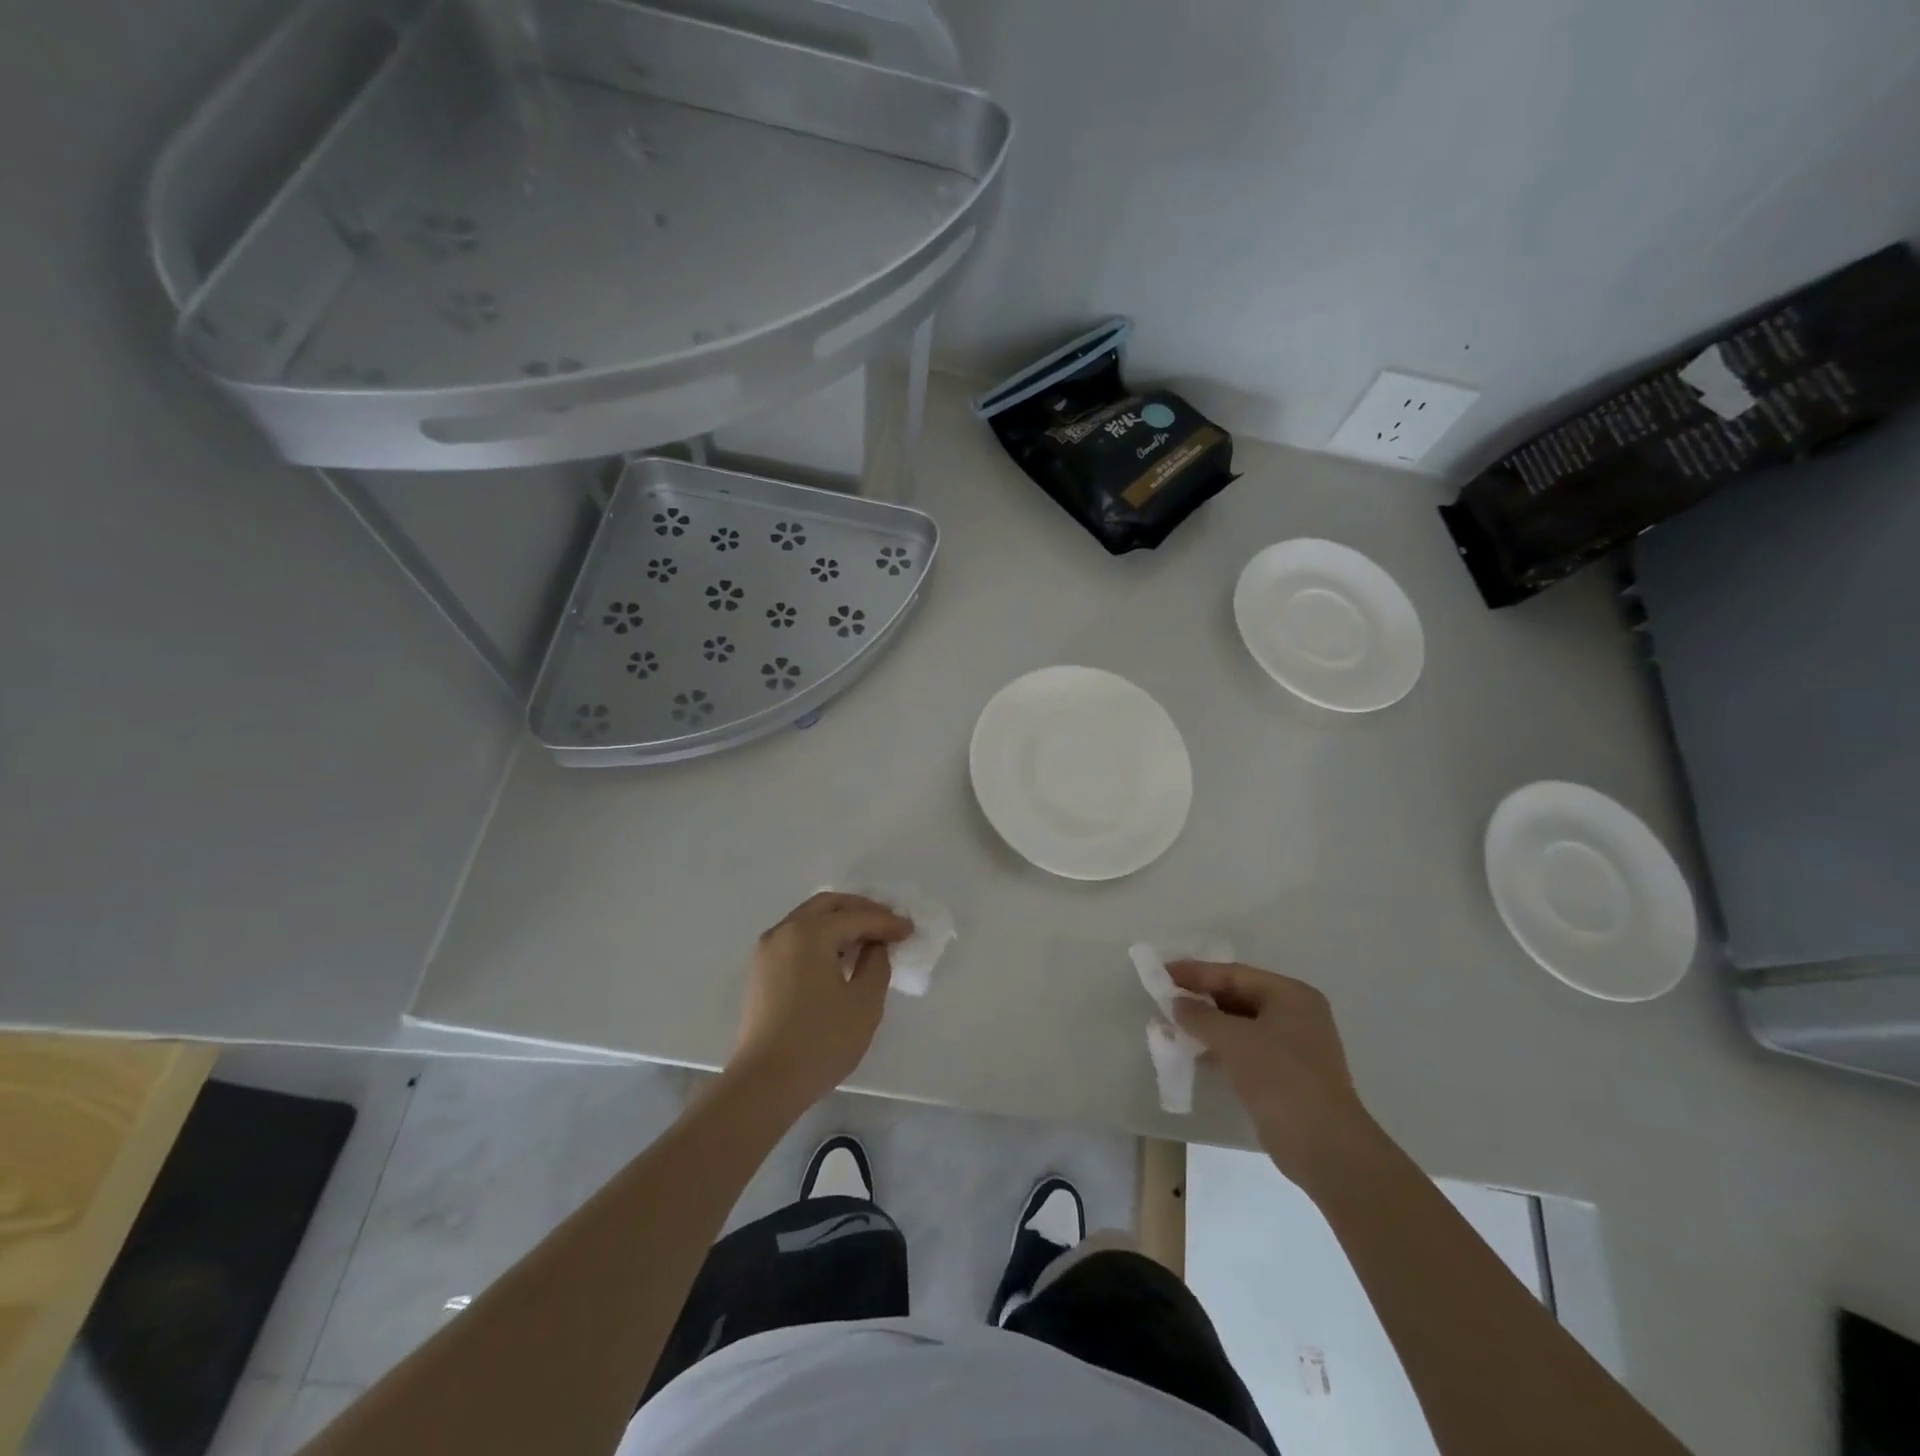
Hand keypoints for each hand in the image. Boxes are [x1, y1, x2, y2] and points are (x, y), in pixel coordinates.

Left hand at [728, 892, 912, 1107]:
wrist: (765, 1083)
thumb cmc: (821, 1040)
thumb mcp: (864, 1002)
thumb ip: (877, 963)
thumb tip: (874, 946)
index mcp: (810, 932)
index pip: (856, 917)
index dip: (887, 922)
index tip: (910, 929)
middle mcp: (784, 931)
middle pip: (827, 906)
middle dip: (860, 910)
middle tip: (887, 924)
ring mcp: (767, 950)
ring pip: (808, 920)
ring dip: (839, 923)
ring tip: (866, 941)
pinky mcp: (760, 971)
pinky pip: (796, 938)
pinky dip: (820, 938)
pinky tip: (838, 958)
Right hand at [1168, 960, 1379, 1189]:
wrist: (1323, 1147)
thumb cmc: (1280, 1078)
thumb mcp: (1234, 1040)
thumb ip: (1201, 1016)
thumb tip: (1177, 1003)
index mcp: (1291, 995)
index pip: (1235, 974)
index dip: (1196, 973)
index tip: (1163, 973)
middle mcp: (1296, 1014)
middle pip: (1239, 996)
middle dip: (1202, 999)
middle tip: (1165, 999)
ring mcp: (1294, 1046)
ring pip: (1241, 1025)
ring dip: (1209, 1025)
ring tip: (1173, 1025)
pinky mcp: (1287, 1075)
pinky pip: (1246, 1049)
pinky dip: (1221, 1048)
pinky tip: (1196, 1053)